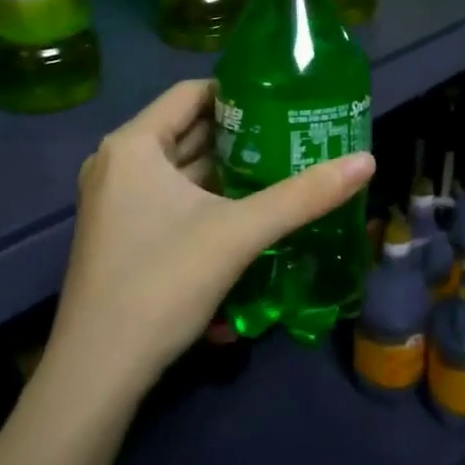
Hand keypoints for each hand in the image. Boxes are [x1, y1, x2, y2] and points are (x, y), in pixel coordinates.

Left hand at [50, 79, 374, 394]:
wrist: (98, 372)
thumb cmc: (162, 283)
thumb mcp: (239, 234)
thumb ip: (303, 196)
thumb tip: (367, 161)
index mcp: (133, 145)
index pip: (191, 93)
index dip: (238, 92)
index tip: (283, 99)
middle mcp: (117, 162)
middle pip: (186, 129)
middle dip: (238, 131)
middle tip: (292, 130)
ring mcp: (114, 199)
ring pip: (178, 166)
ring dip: (224, 165)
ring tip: (280, 162)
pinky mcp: (119, 231)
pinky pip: (168, 195)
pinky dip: (204, 193)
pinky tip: (245, 205)